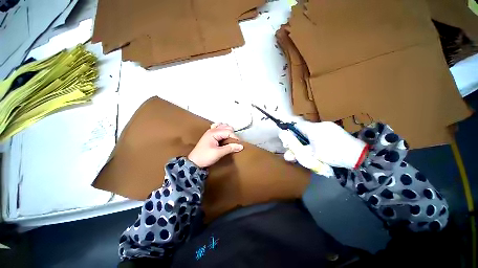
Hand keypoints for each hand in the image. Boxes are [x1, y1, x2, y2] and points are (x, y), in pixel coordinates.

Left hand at [188, 123, 243, 167]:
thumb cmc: (205, 157)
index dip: (235, 137)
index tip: (239, 144)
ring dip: (228, 131)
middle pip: (226, 127)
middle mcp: (212, 130)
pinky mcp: (210, 135)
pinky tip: (224, 135)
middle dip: (232, 134)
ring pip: (223, 126)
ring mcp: (210, 131)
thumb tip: (241, 146)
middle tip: (234, 143)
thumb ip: (230, 148)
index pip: (228, 131)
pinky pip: (218, 128)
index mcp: (213, 133)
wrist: (194, 162)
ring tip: (230, 139)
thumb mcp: (218, 153)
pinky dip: (222, 130)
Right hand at [279, 121, 367, 169]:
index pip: (297, 125)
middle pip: (304, 128)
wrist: (360, 155)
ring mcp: (329, 126)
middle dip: (300, 137)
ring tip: (311, 147)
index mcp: (313, 129)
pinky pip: (320, 131)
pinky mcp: (335, 129)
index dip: (292, 132)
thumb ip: (298, 153)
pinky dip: (316, 137)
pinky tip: (321, 145)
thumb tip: (286, 156)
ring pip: (312, 130)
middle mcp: (320, 124)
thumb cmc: (333, 154)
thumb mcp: (313, 155)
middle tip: (301, 146)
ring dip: (308, 137)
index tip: (291, 141)